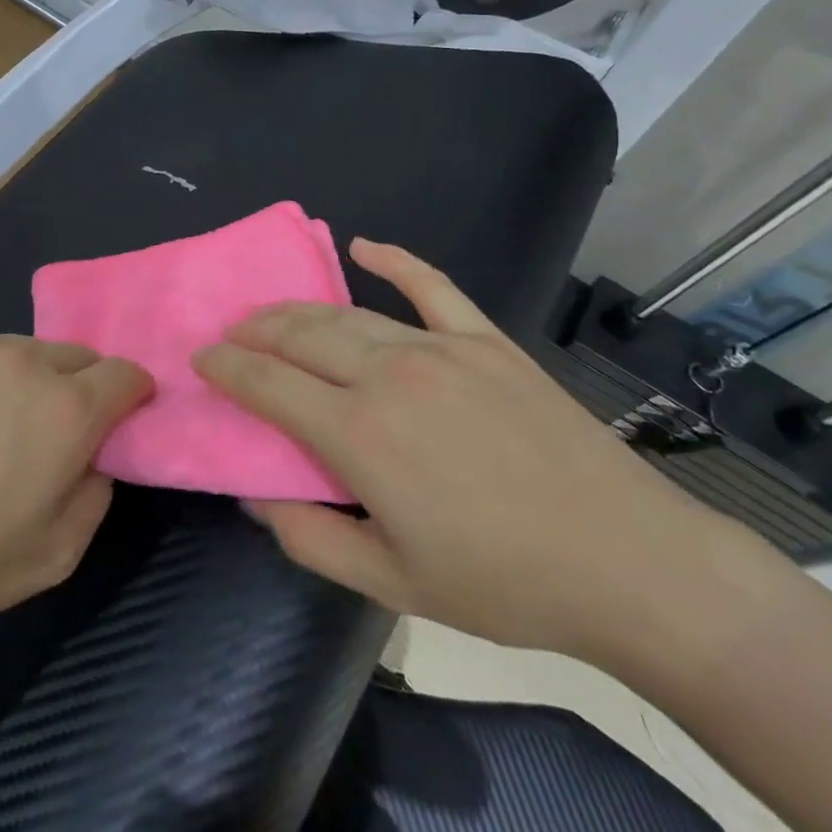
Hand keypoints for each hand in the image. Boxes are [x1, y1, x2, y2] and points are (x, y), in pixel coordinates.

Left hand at [0, 336, 151, 648]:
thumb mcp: (56, 556)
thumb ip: (97, 493)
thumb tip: (96, 457)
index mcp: (67, 408)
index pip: (126, 373)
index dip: (133, 395)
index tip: (121, 420)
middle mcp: (24, 361)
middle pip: (78, 357)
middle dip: (82, 387)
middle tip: (53, 434)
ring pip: (26, 351)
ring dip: (30, 381)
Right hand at [195, 239, 756, 667]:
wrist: (630, 564)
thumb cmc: (504, 583)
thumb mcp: (393, 585)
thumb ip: (310, 539)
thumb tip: (256, 496)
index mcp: (358, 434)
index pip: (267, 384)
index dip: (227, 367)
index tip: (201, 357)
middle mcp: (387, 374)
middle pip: (300, 335)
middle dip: (255, 330)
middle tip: (232, 333)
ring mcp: (439, 347)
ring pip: (348, 313)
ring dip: (299, 309)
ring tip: (273, 312)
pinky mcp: (485, 339)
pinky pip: (430, 285)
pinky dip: (394, 260)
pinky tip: (365, 247)